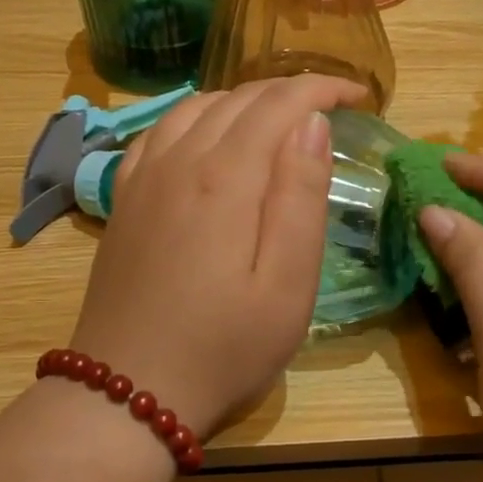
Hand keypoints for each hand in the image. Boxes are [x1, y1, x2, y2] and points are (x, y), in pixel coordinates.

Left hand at [67, 75, 367, 438]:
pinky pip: (159, 131)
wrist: (127, 393)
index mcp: (225, 178)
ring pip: (196, 107)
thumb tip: (312, 123)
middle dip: (290, 92)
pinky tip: (209, 138)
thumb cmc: (223, 348)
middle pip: (238, 98)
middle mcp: (178, 161)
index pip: (278, 103)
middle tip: (330, 110)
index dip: (322, 88)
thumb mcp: (287, 286)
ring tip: (279, 121)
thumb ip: (301, 197)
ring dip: (245, 101)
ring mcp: (143, 178)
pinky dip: (197, 117)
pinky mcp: (124, 200)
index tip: (359, 97)